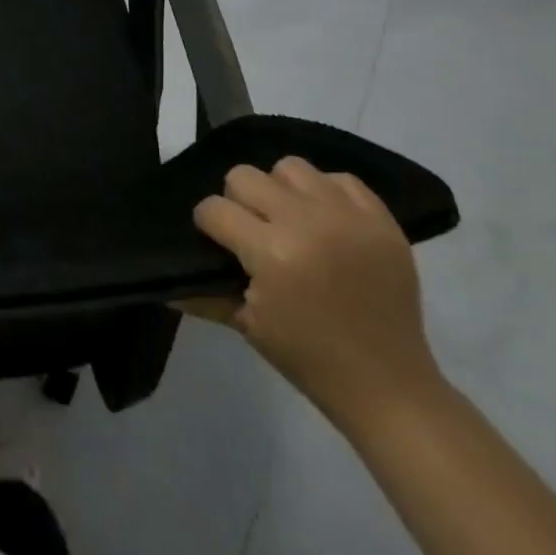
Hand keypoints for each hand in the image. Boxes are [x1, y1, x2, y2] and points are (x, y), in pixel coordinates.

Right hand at [187, 157, 440, 426]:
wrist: (390, 387)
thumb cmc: (309, 358)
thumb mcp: (248, 325)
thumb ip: (205, 293)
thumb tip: (165, 281)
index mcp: (271, 252)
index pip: (214, 209)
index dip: (208, 224)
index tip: (218, 242)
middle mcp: (306, 222)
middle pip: (244, 176)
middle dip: (239, 201)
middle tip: (253, 232)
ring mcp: (347, 216)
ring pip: (289, 167)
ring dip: (282, 190)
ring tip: (292, 221)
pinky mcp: (380, 219)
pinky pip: (339, 178)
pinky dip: (326, 193)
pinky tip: (326, 222)